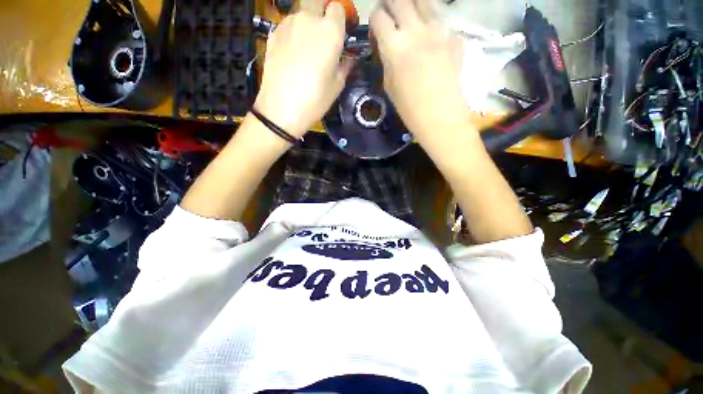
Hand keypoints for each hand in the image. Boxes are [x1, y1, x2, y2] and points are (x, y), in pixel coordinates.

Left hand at [254, 0, 353, 137]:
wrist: (281, 108)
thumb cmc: (315, 99)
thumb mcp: (337, 86)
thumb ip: (345, 66)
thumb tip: (349, 58)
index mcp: (330, 32)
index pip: (338, 7)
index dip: (341, 19)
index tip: (341, 33)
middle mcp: (308, 19)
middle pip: (316, 0)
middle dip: (322, 10)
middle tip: (323, 33)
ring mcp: (287, 24)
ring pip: (300, 13)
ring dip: (306, 23)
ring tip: (306, 48)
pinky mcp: (272, 33)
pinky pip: (287, 26)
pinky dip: (292, 34)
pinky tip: (292, 54)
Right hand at [370, 0, 466, 136]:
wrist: (440, 116)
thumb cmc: (409, 108)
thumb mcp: (389, 85)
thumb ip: (387, 60)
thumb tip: (387, 46)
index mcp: (394, 47)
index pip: (378, 16)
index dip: (375, 20)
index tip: (377, 30)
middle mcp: (415, 30)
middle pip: (399, 0)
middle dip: (391, 5)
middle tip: (391, 17)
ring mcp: (438, 30)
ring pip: (422, 0)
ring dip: (412, 5)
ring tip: (410, 17)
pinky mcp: (453, 36)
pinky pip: (439, 17)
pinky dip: (430, 19)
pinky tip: (428, 34)